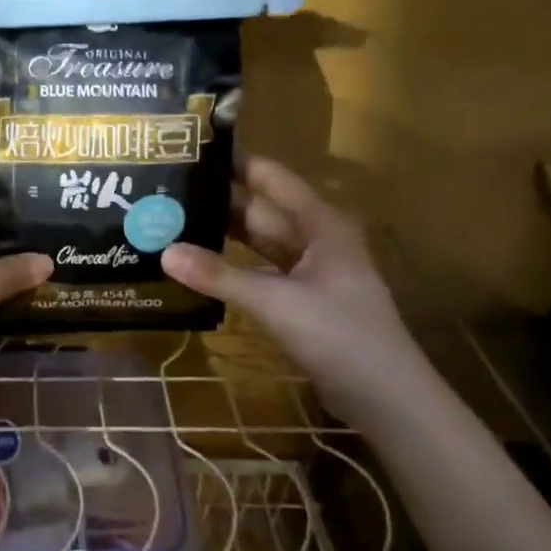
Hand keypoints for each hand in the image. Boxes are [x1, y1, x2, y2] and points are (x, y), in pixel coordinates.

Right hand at [162, 156, 423, 412]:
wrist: (385, 397)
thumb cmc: (339, 335)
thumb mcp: (275, 302)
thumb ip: (219, 276)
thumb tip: (164, 251)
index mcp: (320, 223)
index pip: (270, 178)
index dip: (233, 164)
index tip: (188, 152)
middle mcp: (315, 239)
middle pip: (260, 210)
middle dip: (217, 202)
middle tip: (166, 194)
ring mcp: (310, 272)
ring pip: (259, 243)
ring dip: (223, 237)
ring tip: (173, 225)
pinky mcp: (302, 300)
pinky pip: (261, 273)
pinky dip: (233, 269)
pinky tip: (200, 267)